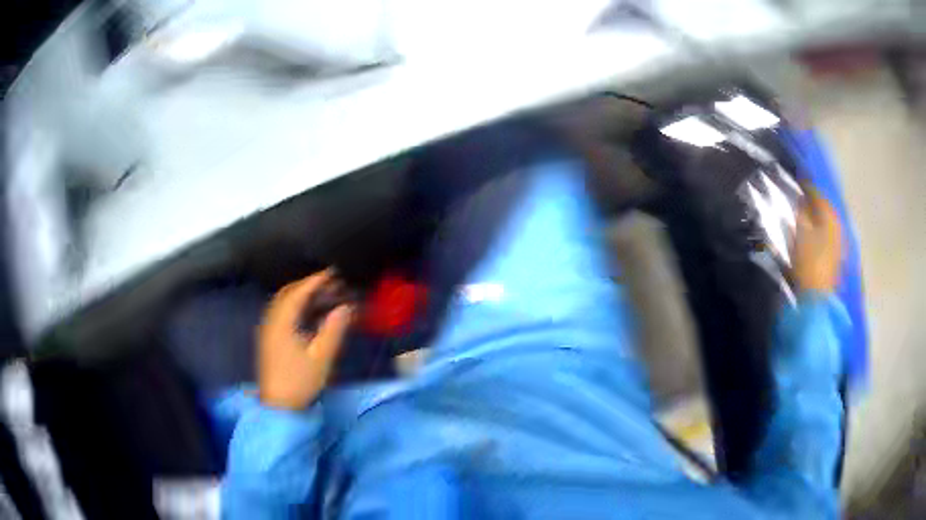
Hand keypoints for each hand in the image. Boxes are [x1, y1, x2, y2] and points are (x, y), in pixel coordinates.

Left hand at [258, 270, 353, 409]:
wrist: (279, 407)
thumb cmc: (300, 382)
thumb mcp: (321, 358)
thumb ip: (333, 330)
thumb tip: (345, 307)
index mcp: (281, 323)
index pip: (298, 293)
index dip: (315, 280)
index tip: (333, 272)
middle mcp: (271, 322)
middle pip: (287, 294)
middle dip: (308, 285)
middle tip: (331, 282)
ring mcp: (268, 331)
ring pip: (283, 304)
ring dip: (302, 295)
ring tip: (324, 295)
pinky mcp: (270, 340)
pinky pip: (282, 313)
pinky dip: (296, 307)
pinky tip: (310, 314)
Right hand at [793, 188, 843, 292]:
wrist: (818, 299)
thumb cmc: (808, 262)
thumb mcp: (800, 234)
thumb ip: (800, 214)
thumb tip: (800, 201)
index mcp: (830, 216)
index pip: (818, 194)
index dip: (806, 187)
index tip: (796, 182)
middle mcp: (838, 225)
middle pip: (825, 208)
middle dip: (813, 203)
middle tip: (800, 199)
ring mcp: (839, 243)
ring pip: (827, 222)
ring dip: (817, 218)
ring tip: (805, 217)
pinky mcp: (837, 257)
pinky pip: (828, 236)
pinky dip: (820, 232)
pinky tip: (812, 235)